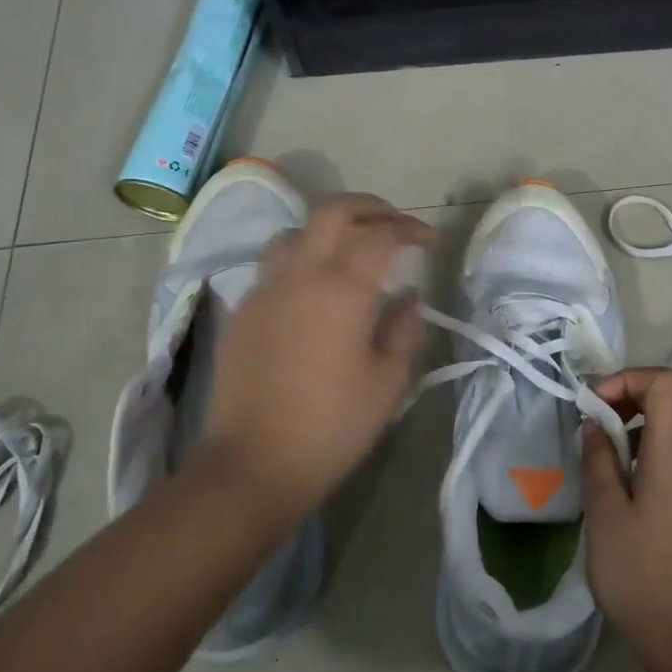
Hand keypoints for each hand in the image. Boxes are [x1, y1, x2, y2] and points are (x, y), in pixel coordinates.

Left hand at [198, 194, 431, 524]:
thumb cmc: (332, 426)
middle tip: (395, 223)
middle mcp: (301, 275)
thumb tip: (410, 296)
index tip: (429, 242)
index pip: (381, 235)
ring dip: (329, 228)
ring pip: (296, 231)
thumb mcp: (387, 382)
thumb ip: (404, 329)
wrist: (252, 464)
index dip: (410, 230)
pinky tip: (315, 287)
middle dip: (370, 207)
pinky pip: (274, 264)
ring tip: (351, 248)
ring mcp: (265, 289)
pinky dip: (302, 257)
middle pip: (333, 211)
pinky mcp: (243, 310)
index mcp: (342, 290)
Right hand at [580, 367, 671, 671]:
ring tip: (606, 447)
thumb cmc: (638, 573)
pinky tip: (625, 478)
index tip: (596, 406)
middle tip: (600, 416)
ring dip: (644, 418)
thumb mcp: (604, 513)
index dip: (628, 380)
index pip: (666, 383)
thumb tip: (595, 425)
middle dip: (636, 392)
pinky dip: (653, 443)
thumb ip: (598, 459)